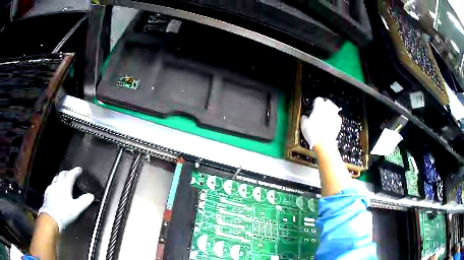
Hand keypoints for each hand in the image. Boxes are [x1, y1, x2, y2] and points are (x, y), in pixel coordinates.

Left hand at [38, 167, 93, 231]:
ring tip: (63, 178)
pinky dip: (55, 184)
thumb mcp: (76, 209)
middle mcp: (57, 184)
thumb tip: (91, 196)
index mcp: (65, 186)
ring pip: (56, 178)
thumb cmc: (64, 213)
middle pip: (62, 174)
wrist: (50, 218)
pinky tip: (55, 188)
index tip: (79, 169)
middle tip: (71, 173)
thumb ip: (84, 201)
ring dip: (60, 177)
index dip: (75, 171)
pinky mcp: (47, 194)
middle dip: (67, 172)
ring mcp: (51, 188)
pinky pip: (52, 185)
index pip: (70, 175)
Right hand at [301, 97, 341, 148]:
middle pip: (328, 102)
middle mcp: (327, 110)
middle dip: (325, 103)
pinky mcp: (338, 123)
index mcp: (318, 108)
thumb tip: (304, 117)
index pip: (318, 99)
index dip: (316, 101)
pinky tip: (332, 121)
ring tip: (328, 112)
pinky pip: (337, 117)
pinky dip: (335, 118)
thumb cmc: (313, 133)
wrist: (324, 143)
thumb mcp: (304, 125)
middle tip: (322, 106)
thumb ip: (304, 119)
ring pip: (334, 108)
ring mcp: (334, 116)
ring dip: (331, 109)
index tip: (314, 104)